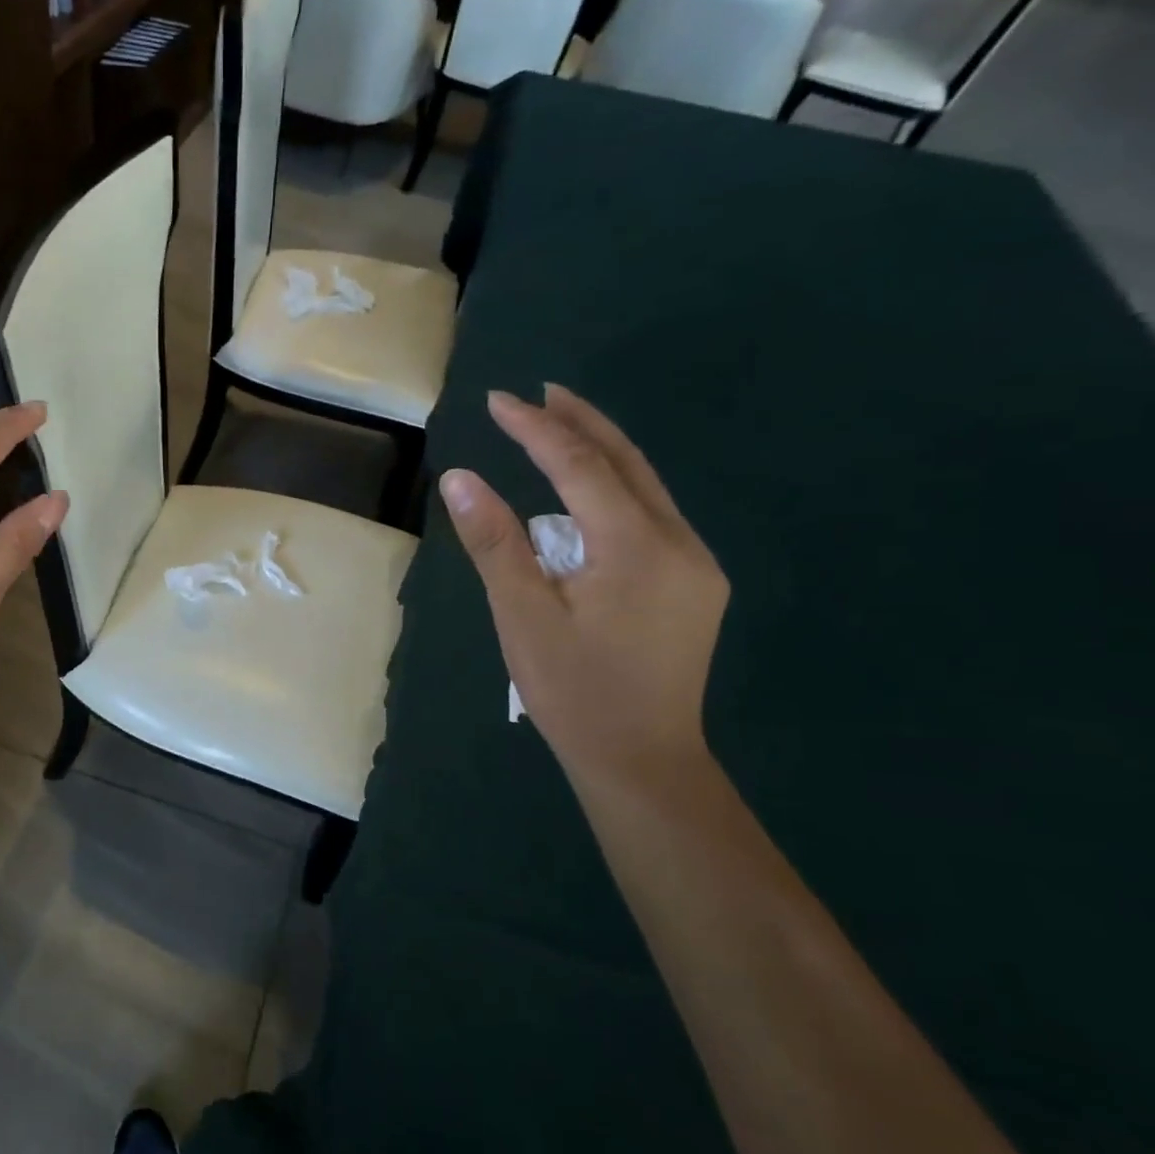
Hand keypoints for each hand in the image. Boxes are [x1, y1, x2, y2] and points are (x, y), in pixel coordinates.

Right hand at [438, 383, 727, 794]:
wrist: (643, 761)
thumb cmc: (573, 692)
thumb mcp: (522, 616)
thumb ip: (494, 543)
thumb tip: (460, 478)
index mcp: (635, 546)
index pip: (579, 466)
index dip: (536, 429)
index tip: (498, 401)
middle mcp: (678, 542)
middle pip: (627, 462)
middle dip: (581, 421)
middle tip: (540, 392)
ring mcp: (694, 564)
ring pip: (645, 487)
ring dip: (600, 452)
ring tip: (559, 427)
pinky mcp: (693, 585)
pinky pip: (652, 515)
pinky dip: (616, 489)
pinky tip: (590, 494)